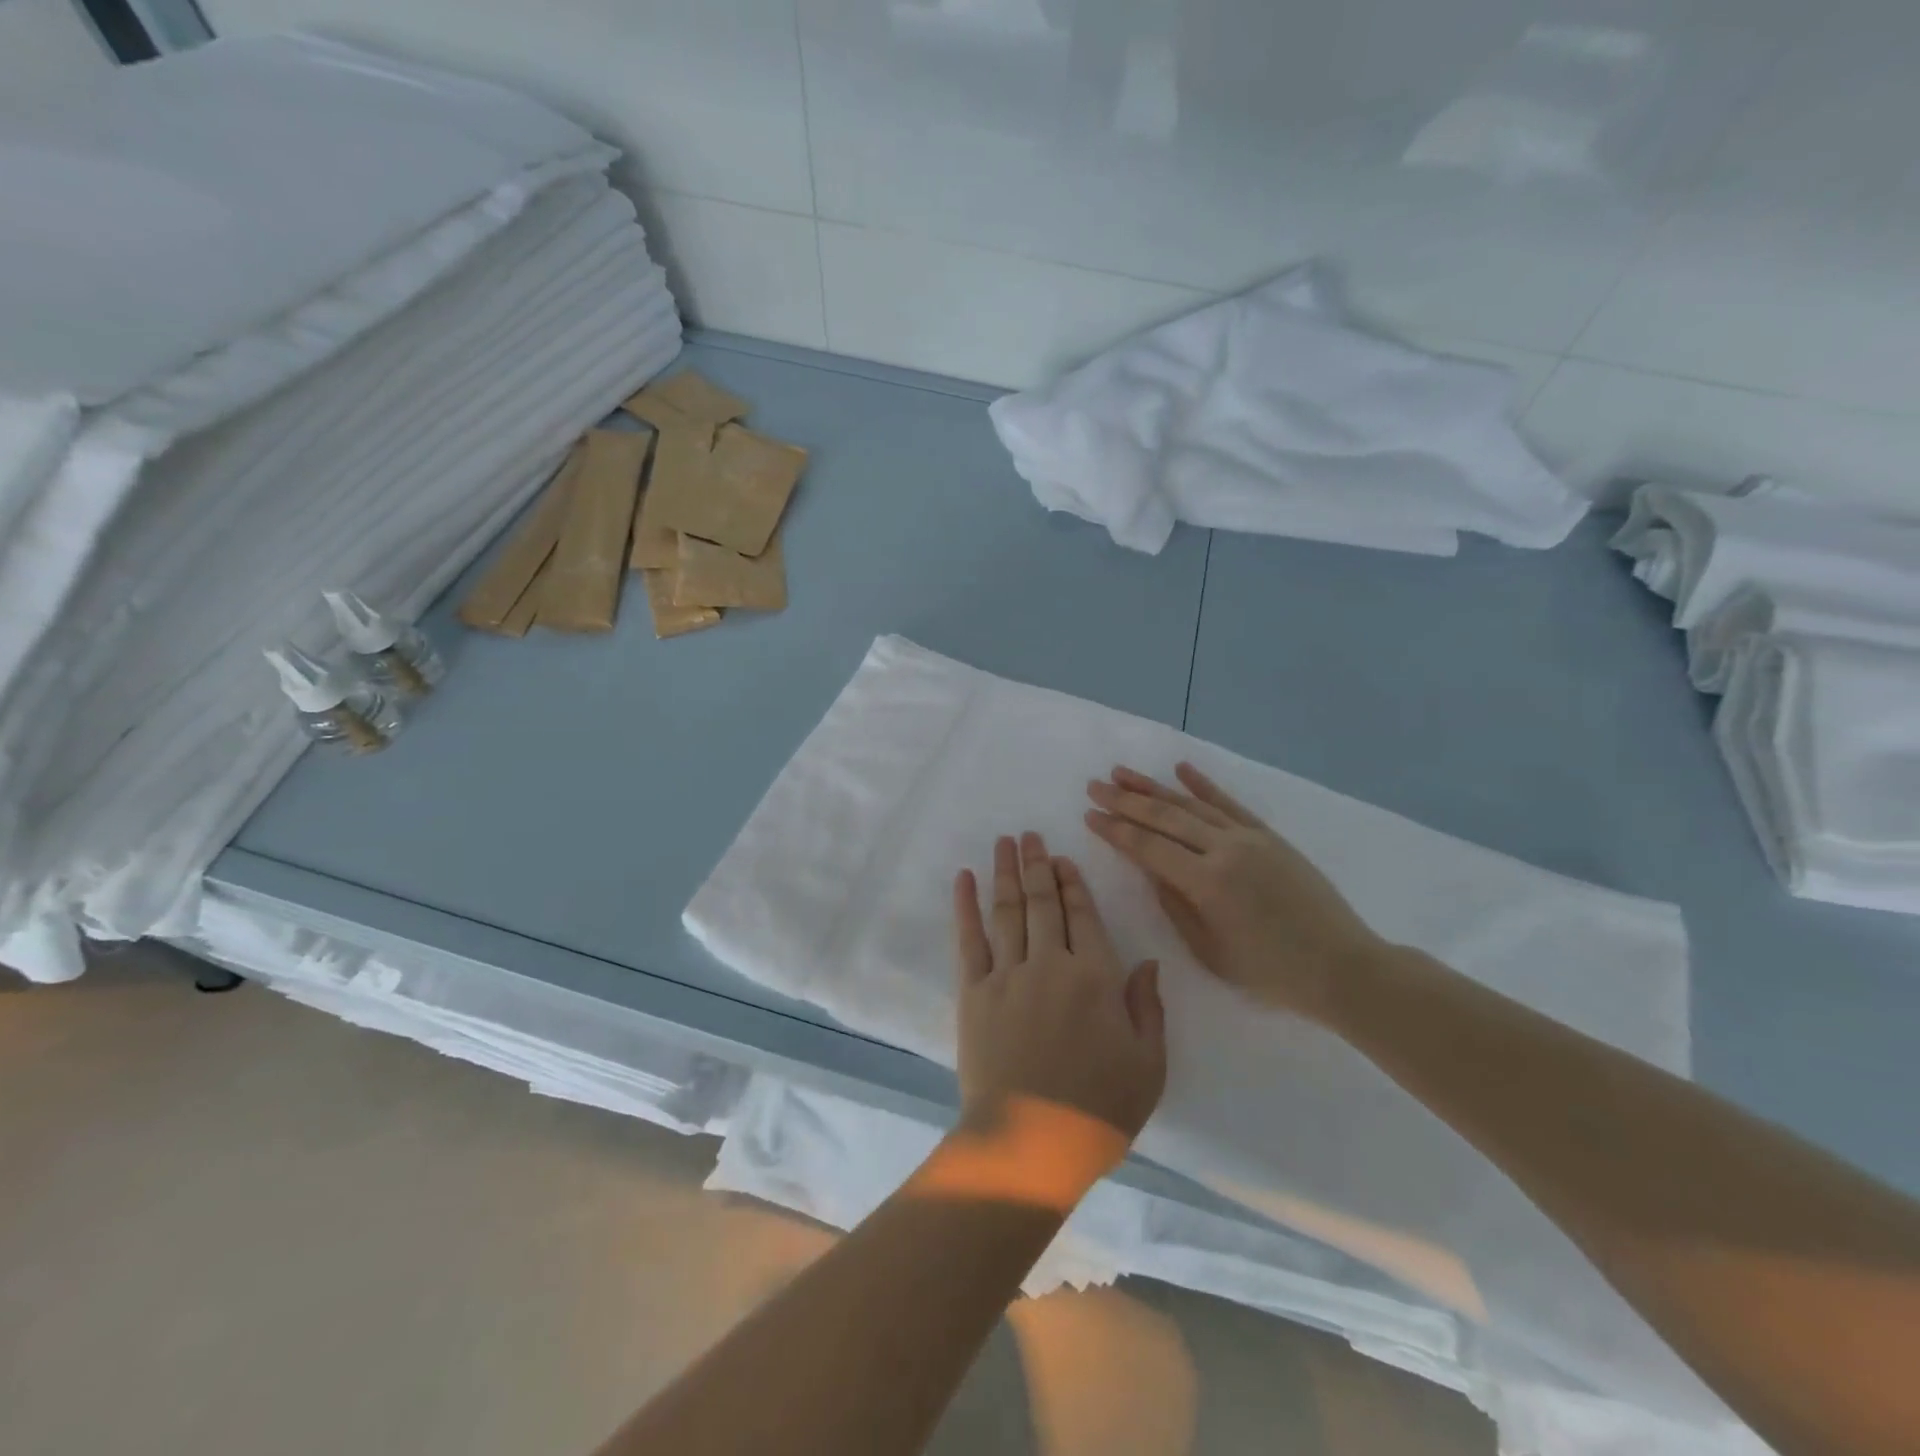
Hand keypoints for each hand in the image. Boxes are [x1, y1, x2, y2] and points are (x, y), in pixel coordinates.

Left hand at [952, 833, 1166, 1145]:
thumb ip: (1148, 1008)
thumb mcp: (1148, 1066)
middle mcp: (1051, 964)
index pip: (1084, 916)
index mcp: (1095, 977)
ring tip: (1004, 843)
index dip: (1072, 883)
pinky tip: (965, 879)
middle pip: (1044, 903)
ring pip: (1009, 911)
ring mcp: (1008, 975)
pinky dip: (966, 905)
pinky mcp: (974, 992)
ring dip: (1006, 873)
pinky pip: (970, 939)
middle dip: (1038, 865)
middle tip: (1029, 835)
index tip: (1062, 857)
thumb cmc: (1098, 1109)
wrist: (1031, 1143)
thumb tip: (1149, 961)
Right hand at [1085, 762, 1384, 1025]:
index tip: (1089, 814)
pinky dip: (1203, 785)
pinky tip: (1181, 769)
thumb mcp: (1209, 950)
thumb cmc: (1270, 972)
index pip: (1148, 847)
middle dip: (1125, 800)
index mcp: (1206, 883)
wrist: (1342, 967)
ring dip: (1154, 787)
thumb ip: (1174, 904)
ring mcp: (1249, 838)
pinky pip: (1229, 804)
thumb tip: (1149, 868)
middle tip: (1095, 785)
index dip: (1116, 830)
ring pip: (1192, 804)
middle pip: (1165, 817)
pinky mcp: (1269, 836)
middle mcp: (1224, 850)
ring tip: (1122, 773)